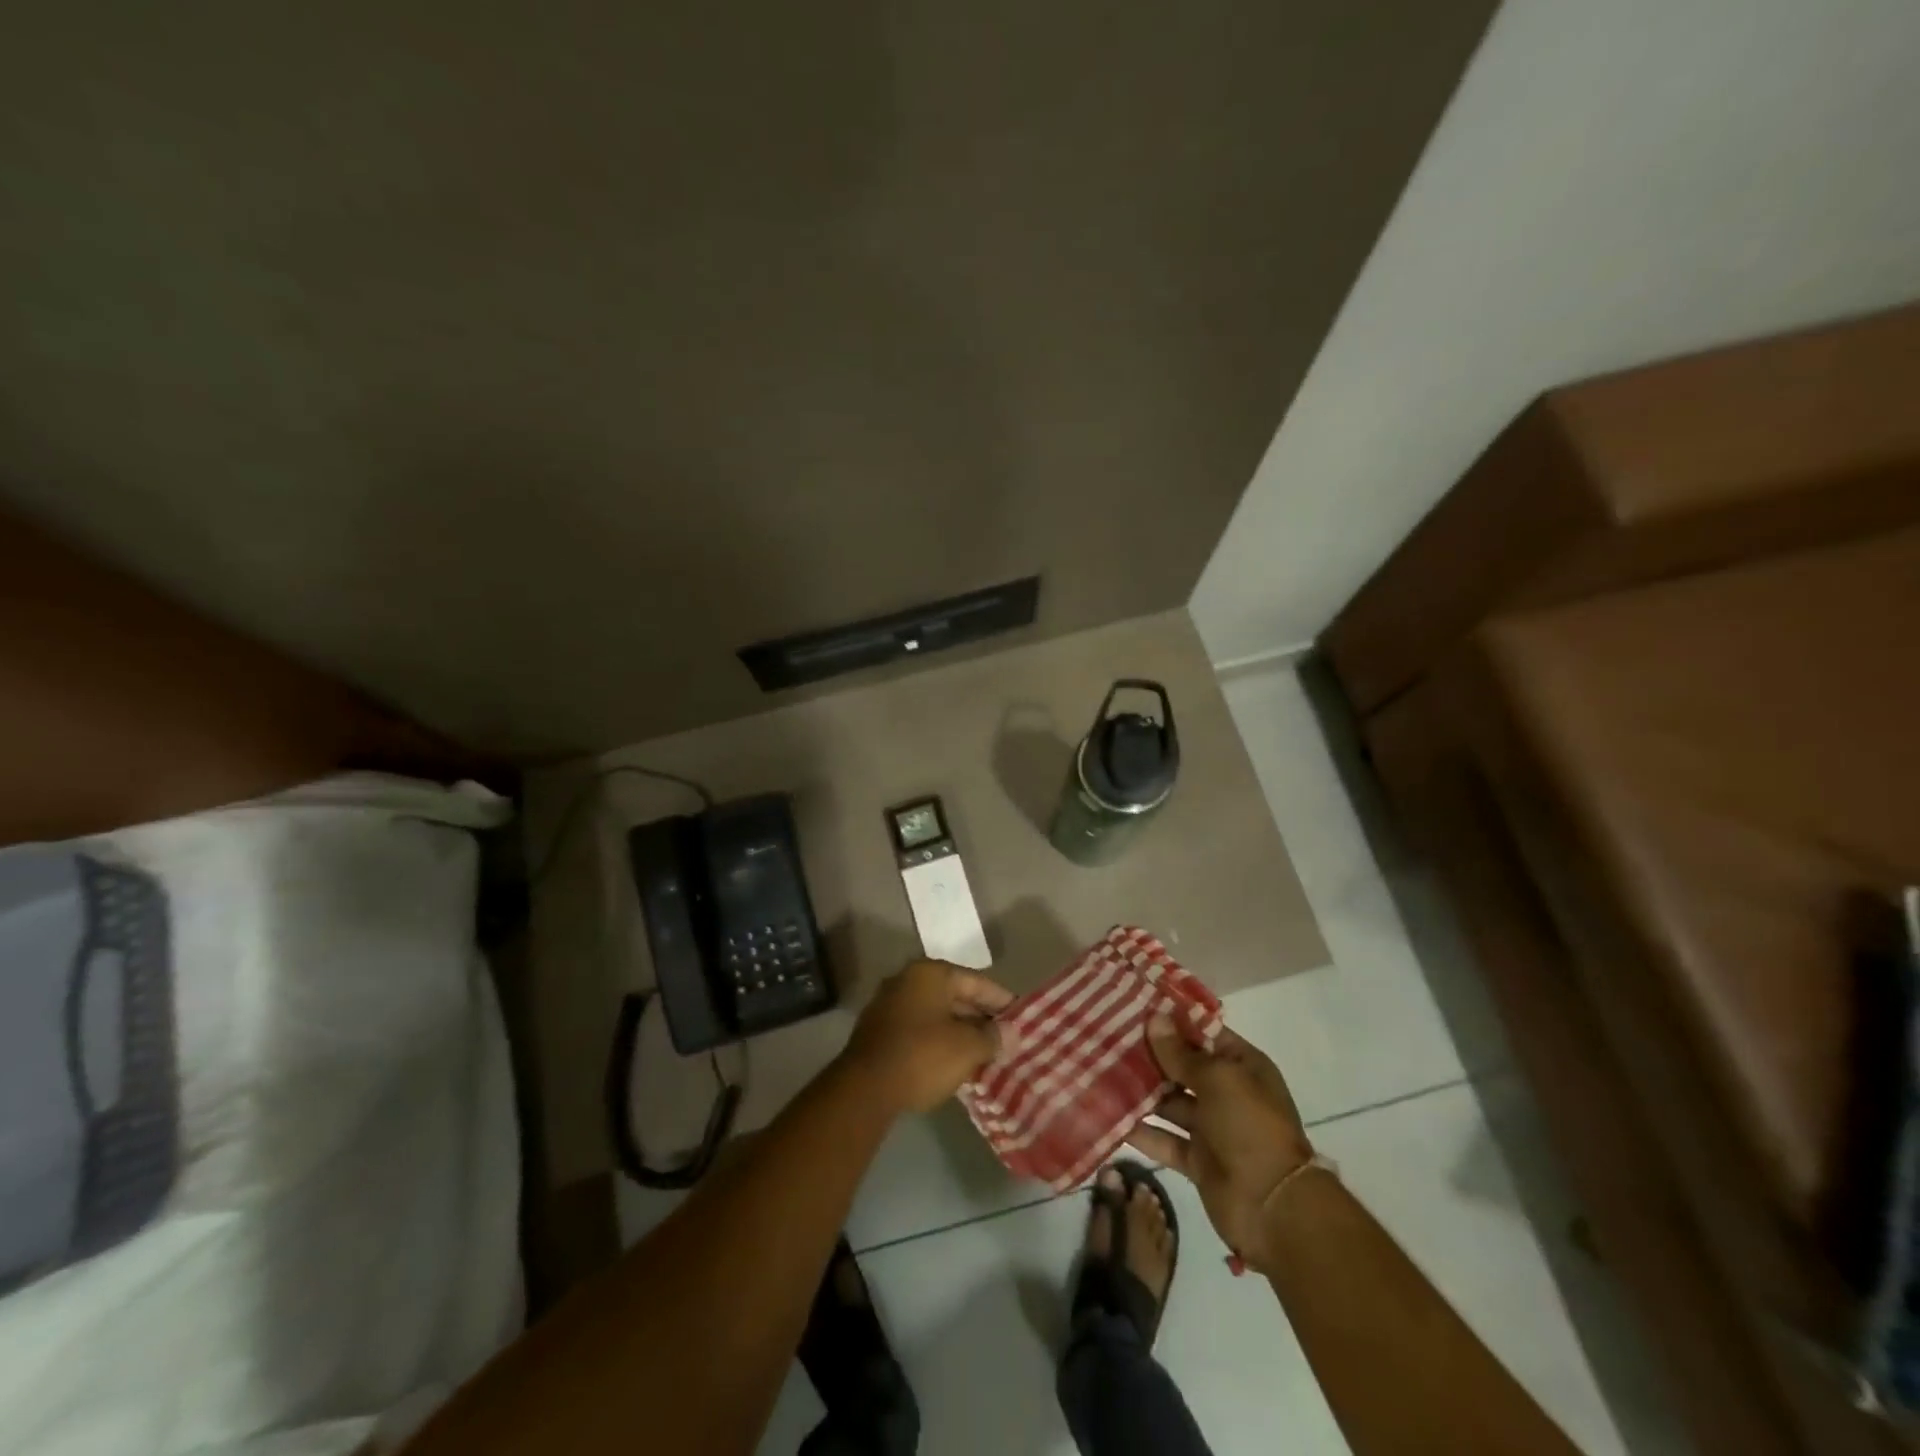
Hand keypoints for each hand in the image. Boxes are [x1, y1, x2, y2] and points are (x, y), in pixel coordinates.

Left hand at [841, 960, 1013, 1113]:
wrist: (865, 1089)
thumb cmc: (922, 1056)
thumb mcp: (967, 1047)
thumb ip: (993, 1037)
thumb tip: (1011, 1034)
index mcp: (930, 973)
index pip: (976, 981)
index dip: (1002, 1000)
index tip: (1021, 1017)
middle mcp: (908, 980)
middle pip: (955, 996)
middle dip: (981, 1018)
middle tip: (1006, 1038)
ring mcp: (890, 1005)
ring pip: (937, 1014)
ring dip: (960, 1031)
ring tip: (986, 1053)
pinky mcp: (880, 1031)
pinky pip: (920, 1030)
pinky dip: (939, 1041)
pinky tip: (955, 1062)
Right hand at [1129, 1016, 1315, 1271]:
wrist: (1274, 1208)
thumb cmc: (1250, 1127)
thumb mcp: (1218, 1080)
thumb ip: (1181, 1053)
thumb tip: (1155, 1018)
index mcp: (1242, 1067)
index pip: (1204, 1034)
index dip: (1173, 1021)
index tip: (1136, 1007)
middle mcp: (1227, 1093)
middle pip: (1183, 1066)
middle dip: (1151, 1054)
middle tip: (1109, 1036)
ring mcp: (1211, 1128)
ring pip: (1170, 1102)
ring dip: (1142, 1090)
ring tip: (1102, 1070)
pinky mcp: (1196, 1160)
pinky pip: (1164, 1139)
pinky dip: (1141, 1130)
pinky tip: (1109, 1114)